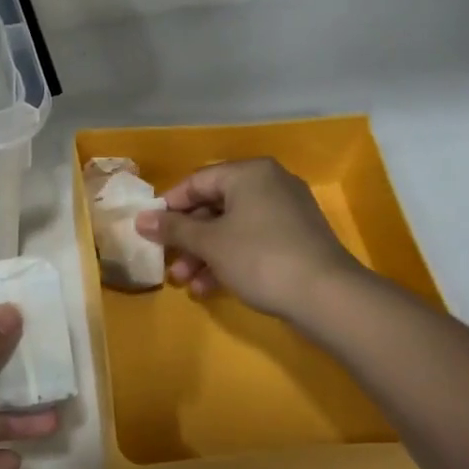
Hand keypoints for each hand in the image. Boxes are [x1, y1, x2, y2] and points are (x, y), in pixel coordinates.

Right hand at [135, 158, 361, 320]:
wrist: (327, 296)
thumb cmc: (260, 257)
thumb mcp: (209, 243)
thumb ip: (173, 228)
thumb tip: (140, 219)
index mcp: (249, 173)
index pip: (197, 181)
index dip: (169, 206)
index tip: (149, 230)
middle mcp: (269, 184)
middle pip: (214, 206)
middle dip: (187, 239)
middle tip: (168, 263)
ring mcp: (286, 211)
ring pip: (232, 227)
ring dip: (204, 255)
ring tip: (186, 284)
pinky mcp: (296, 238)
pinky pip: (252, 241)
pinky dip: (229, 259)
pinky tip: (210, 288)